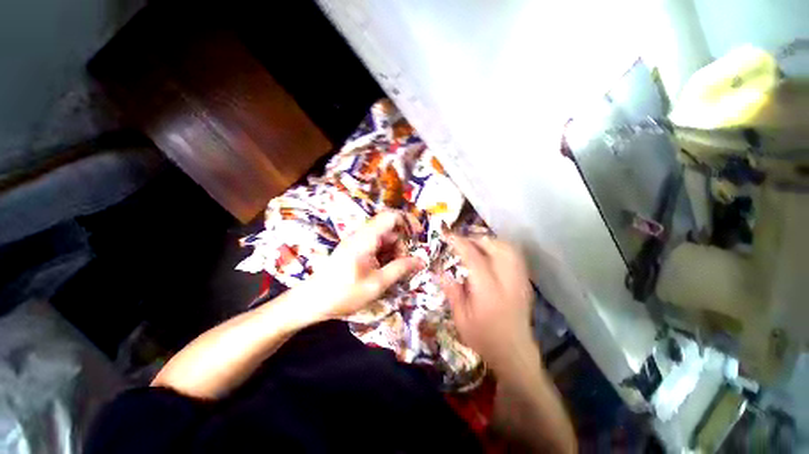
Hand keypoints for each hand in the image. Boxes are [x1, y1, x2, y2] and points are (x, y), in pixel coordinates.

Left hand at [305, 211, 424, 320]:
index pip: (391, 217)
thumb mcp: (377, 284)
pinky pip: (377, 246)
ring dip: (394, 253)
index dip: (408, 221)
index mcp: (366, 239)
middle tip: (405, 266)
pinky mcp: (356, 249)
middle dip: (402, 245)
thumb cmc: (344, 294)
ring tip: (394, 272)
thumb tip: (422, 260)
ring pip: (385, 239)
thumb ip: (401, 269)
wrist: (313, 302)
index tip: (419, 236)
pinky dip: (386, 256)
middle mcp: (362, 235)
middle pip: (390, 230)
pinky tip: (384, 271)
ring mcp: (358, 242)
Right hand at [440, 236, 535, 372]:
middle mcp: (506, 281)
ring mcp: (519, 280)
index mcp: (488, 290)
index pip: (473, 257)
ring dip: (490, 241)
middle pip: (495, 247)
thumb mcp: (461, 318)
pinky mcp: (524, 282)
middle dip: (476, 239)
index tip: (448, 235)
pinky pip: (515, 256)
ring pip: (508, 248)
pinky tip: (491, 254)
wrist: (515, 354)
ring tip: (475, 245)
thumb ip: (452, 292)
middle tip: (461, 241)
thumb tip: (441, 271)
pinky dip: (501, 248)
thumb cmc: (484, 338)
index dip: (460, 243)